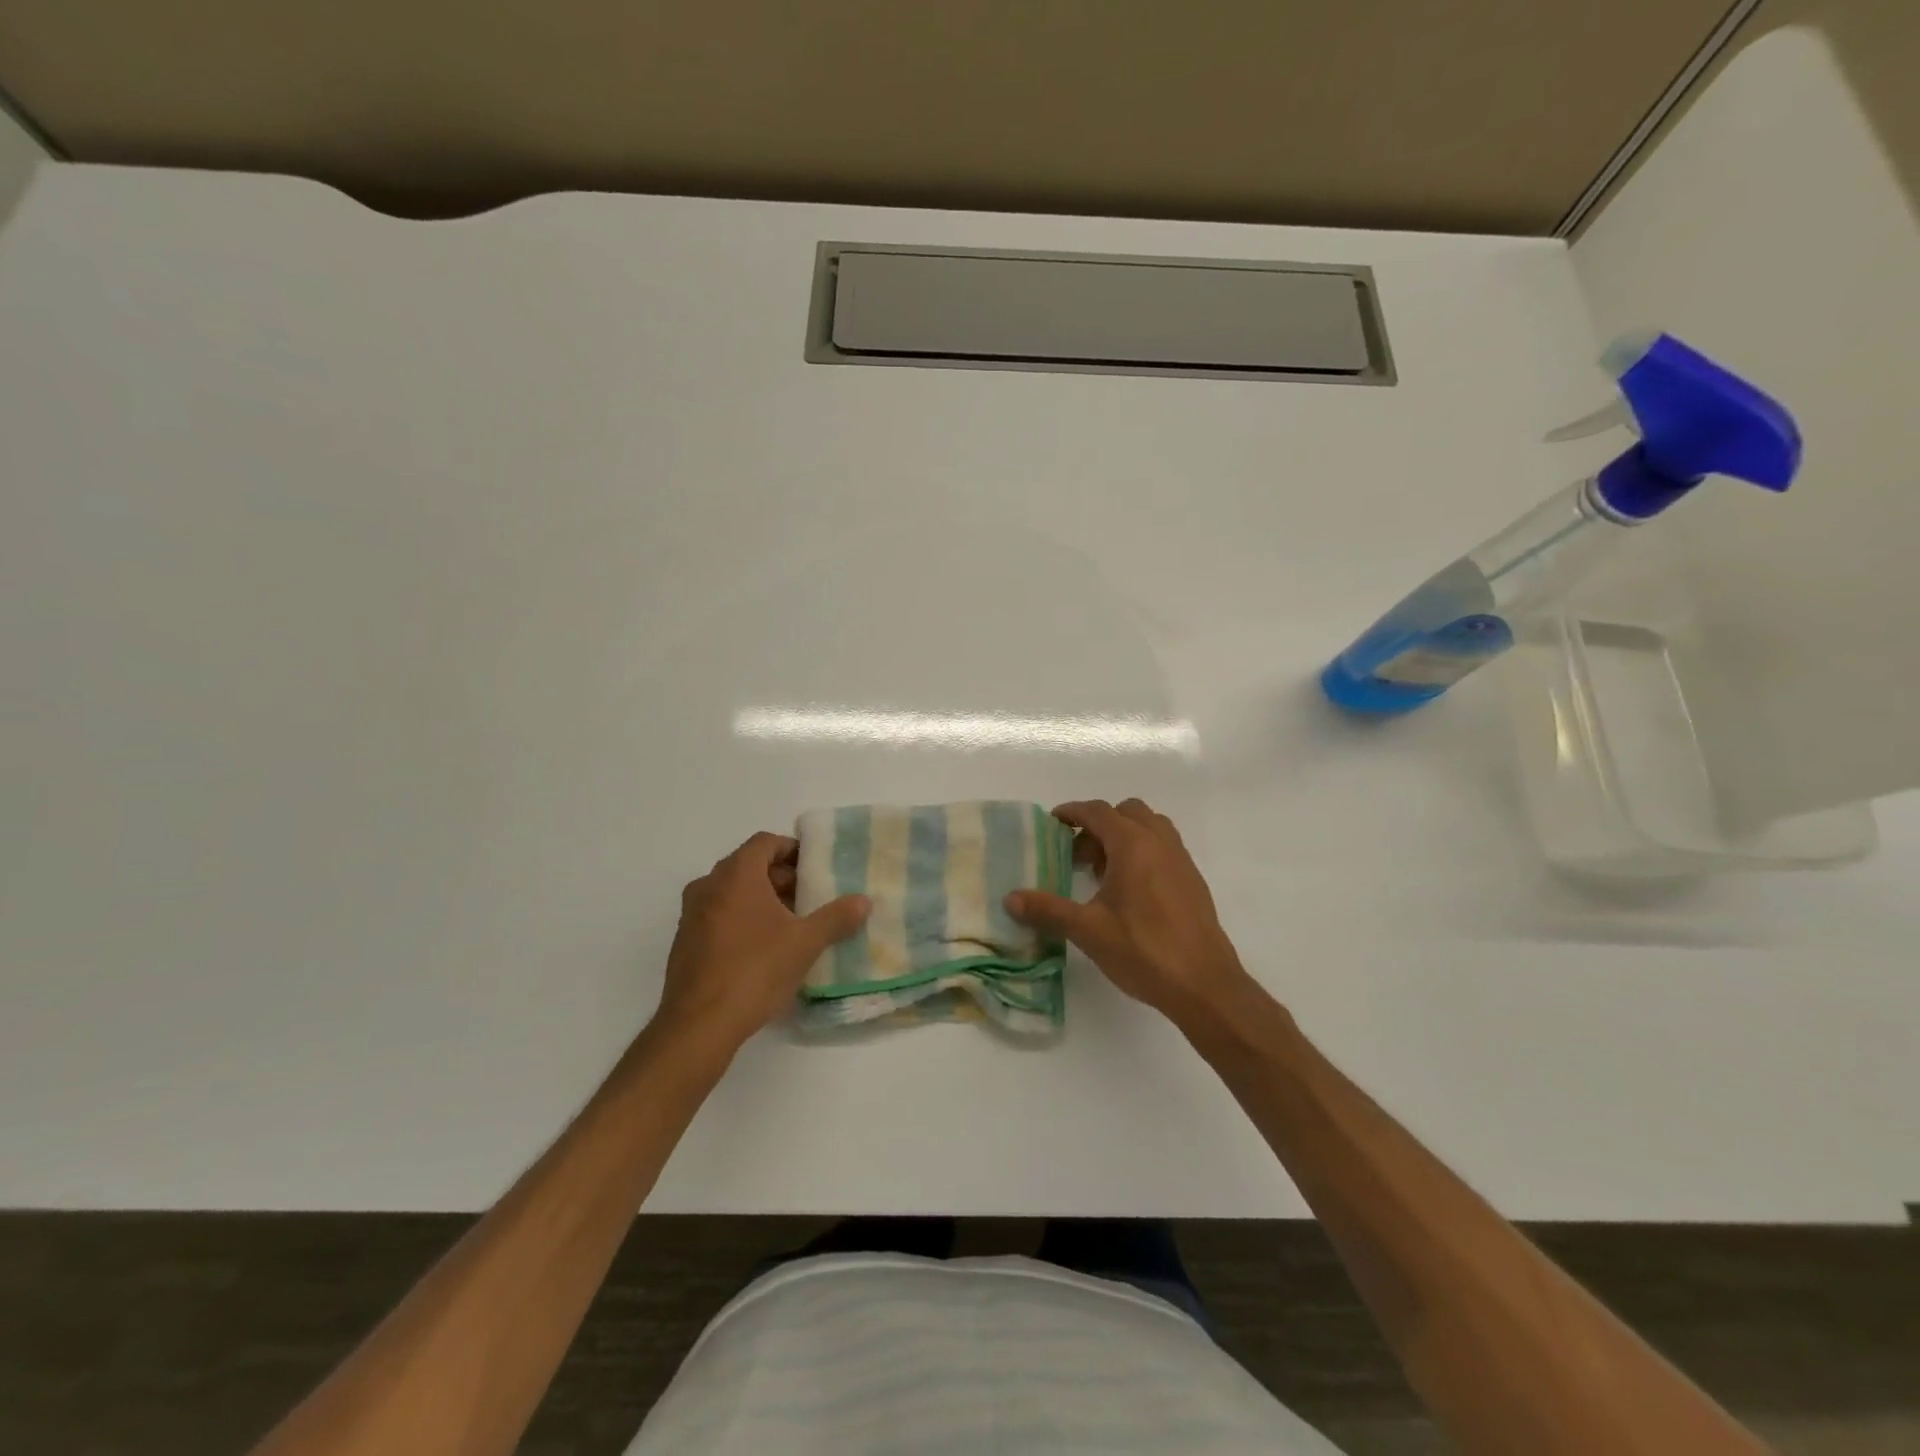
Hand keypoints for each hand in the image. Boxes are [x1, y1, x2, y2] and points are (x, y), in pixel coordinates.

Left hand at [656, 831, 869, 1052]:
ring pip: (730, 891)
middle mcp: (708, 886)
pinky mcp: (684, 942)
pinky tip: (761, 948)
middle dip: (779, 876)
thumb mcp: (805, 943)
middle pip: (747, 865)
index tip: (813, 868)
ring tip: (789, 923)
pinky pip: (717, 915)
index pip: (764, 842)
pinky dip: (739, 918)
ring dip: (760, 898)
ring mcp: (691, 915)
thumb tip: (863, 902)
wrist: (698, 1025)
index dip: (791, 849)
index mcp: (736, 876)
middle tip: (807, 897)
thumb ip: (836, 918)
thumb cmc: (755, 971)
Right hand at [1006, 799, 1252, 1024]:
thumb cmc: (1143, 950)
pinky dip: (1142, 853)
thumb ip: (1047, 909)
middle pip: (1126, 813)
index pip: (1098, 811)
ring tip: (1102, 872)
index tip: (1052, 823)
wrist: (1205, 985)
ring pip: (1149, 828)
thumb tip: (1010, 898)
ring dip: (1123, 837)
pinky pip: (1163, 848)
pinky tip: (1129, 893)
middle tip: (1077, 854)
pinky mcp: (1192, 881)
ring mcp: (1181, 860)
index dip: (1072, 812)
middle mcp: (1160, 842)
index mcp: (1133, 844)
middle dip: (1098, 825)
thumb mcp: (1087, 930)